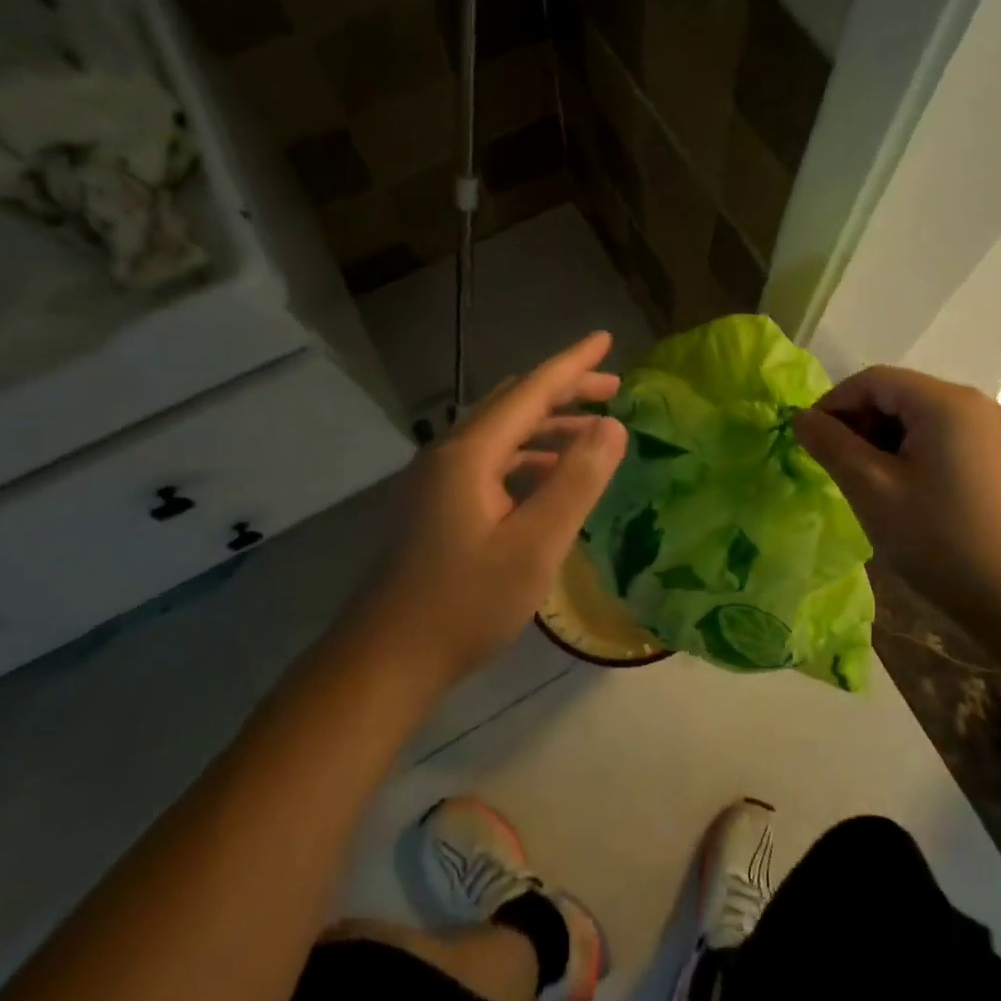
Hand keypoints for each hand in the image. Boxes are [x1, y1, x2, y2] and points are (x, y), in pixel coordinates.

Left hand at [353, 332, 627, 691]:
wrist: (387, 660)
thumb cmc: (465, 603)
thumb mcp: (535, 545)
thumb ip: (576, 482)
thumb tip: (613, 427)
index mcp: (471, 453)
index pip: (531, 391)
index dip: (572, 364)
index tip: (605, 340)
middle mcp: (451, 453)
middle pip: (515, 404)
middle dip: (564, 391)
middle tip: (612, 391)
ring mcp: (440, 478)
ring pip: (503, 432)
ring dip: (548, 425)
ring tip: (593, 434)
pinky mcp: (439, 503)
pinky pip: (493, 460)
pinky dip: (530, 456)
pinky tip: (552, 478)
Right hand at [793, 365, 1000, 619]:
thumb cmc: (941, 540)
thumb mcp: (872, 490)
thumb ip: (831, 445)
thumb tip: (800, 417)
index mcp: (944, 402)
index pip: (873, 380)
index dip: (834, 404)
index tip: (809, 441)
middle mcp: (972, 403)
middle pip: (897, 394)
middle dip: (858, 423)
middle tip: (836, 466)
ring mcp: (990, 430)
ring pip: (917, 417)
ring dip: (881, 440)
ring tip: (866, 483)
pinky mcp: (997, 457)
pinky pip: (940, 437)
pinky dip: (909, 452)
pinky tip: (902, 492)